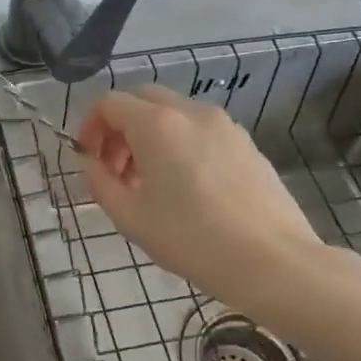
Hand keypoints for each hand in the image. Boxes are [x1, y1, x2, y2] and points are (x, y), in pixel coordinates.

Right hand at [77, 85, 325, 315]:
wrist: (271, 260)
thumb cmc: (191, 239)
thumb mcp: (129, 217)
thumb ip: (100, 182)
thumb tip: (93, 163)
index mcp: (157, 125)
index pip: (110, 103)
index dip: (90, 127)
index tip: (88, 159)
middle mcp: (191, 112)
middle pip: (142, 100)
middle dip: (120, 127)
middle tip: (115, 169)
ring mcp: (224, 125)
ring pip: (173, 113)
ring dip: (149, 136)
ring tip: (149, 182)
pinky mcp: (246, 143)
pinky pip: (200, 130)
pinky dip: (179, 144)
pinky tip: (185, 187)